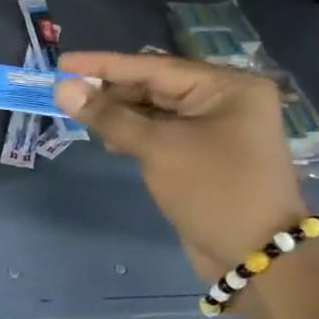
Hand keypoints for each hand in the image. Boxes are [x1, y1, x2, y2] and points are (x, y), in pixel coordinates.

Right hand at [55, 51, 306, 279]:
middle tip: (64, 90)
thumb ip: (109, 116)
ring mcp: (216, 129)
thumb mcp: (158, 148)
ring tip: (78, 112)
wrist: (255, 256)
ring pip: (156, 111)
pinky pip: (162, 133)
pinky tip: (107, 138)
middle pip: (155, 87)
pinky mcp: (204, 155)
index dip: (105, 65)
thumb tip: (62, 89)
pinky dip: (134, 133)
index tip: (63, 62)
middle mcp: (224, 101)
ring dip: (119, 113)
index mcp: (227, 87)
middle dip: (111, 90)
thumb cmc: (212, 190)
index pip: (154, 67)